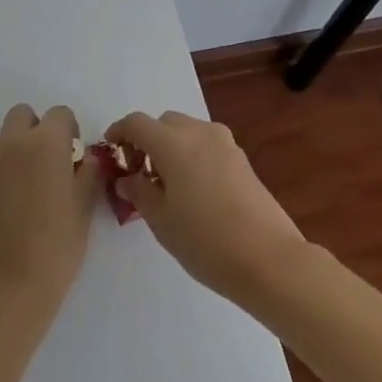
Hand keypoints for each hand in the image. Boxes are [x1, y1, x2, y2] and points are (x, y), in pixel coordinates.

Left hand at [0, 104, 100, 312]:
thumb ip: (90, 172)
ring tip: (31, 192)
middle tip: (51, 165)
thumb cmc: (56, 245)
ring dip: (19, 152)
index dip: (70, 132)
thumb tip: (87, 158)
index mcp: (44, 142)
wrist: (6, 285)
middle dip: (38, 131)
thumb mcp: (85, 206)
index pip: (60, 114)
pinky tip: (12, 210)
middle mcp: (12, 144)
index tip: (74, 160)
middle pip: (24, 115)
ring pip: (5, 140)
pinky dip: (3, 175)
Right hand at [106, 110, 310, 306]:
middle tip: (138, 173)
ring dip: (170, 146)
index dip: (119, 132)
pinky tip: (193, 190)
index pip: (136, 123)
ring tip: (166, 184)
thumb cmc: (206, 241)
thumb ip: (139, 192)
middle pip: (163, 123)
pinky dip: (191, 154)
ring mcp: (225, 143)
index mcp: (173, 143)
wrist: (270, 259)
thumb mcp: (161, 221)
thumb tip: (127, 178)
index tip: (111, 152)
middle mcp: (199, 133)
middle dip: (146, 140)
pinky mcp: (241, 159)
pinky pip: (206, 144)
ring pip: (187, 131)